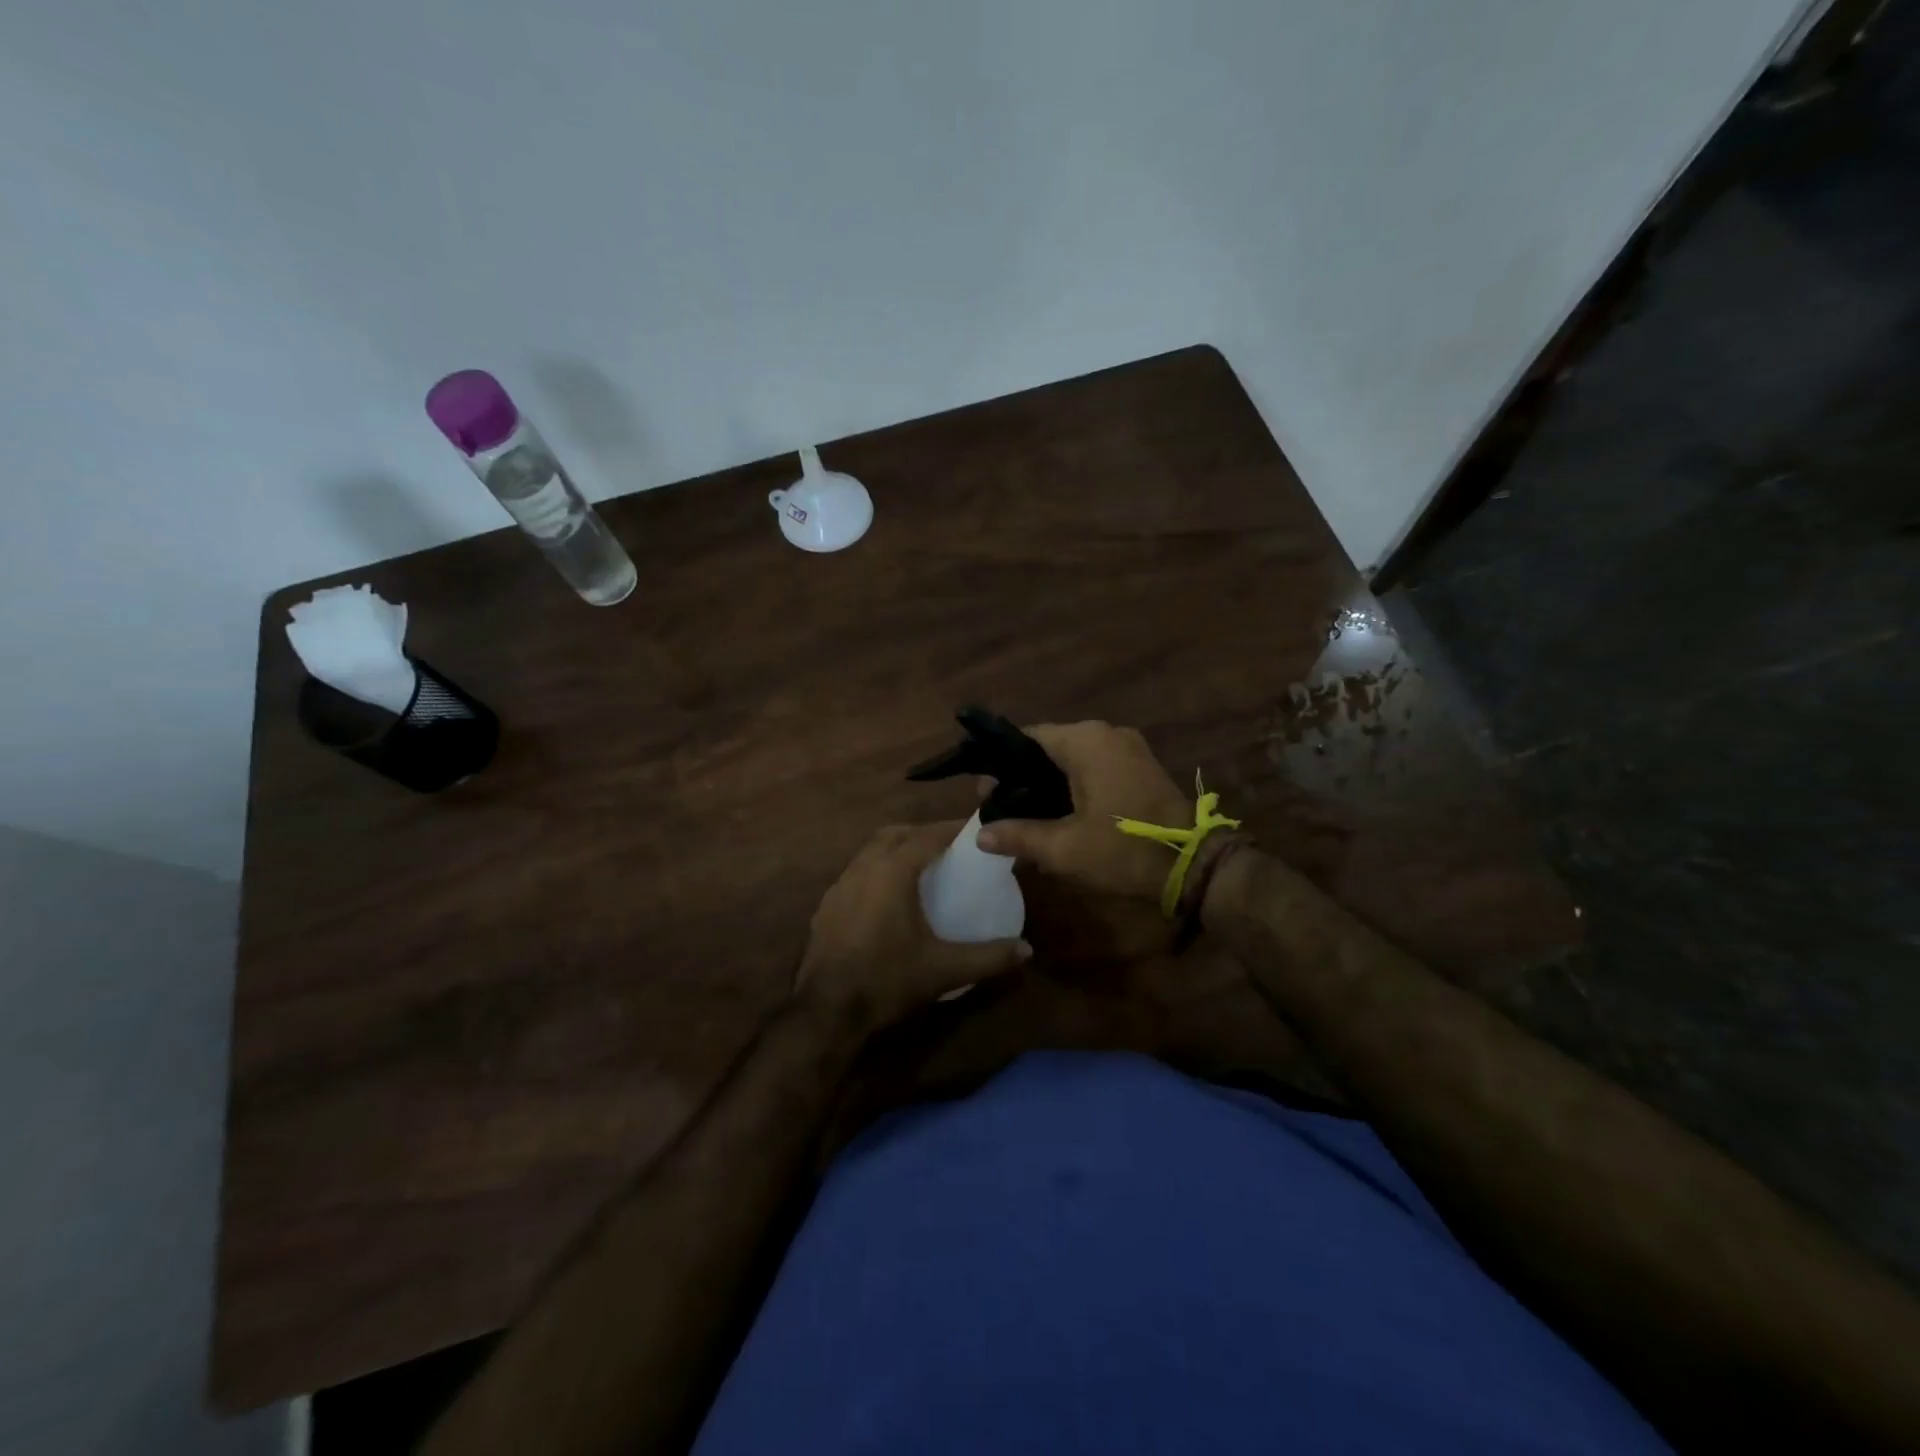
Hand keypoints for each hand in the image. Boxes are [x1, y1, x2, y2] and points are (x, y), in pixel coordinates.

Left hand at [796, 822, 1031, 1033]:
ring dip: (896, 850)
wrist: (827, 1011)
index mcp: (892, 872)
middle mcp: (863, 868)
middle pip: (895, 834)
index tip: (973, 830)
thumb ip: (988, 957)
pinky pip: (856, 873)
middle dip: (922, 833)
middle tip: (947, 847)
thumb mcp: (945, 970)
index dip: (951, 829)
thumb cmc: (888, 980)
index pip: (927, 836)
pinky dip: (877, 871)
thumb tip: (1026, 950)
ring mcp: (839, 886)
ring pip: (871, 851)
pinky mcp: (826, 906)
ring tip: (920, 867)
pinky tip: (888, 897)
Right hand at [976, 722, 1189, 901]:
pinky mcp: (1142, 765)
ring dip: (1051, 783)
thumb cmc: (1123, 849)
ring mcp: (1128, 747)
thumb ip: (1018, 836)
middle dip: (1025, 778)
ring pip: (1074, 758)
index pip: (1027, 738)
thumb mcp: (1064, 848)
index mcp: (1085, 741)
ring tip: (1030, 818)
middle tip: (1005, 811)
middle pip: (1050, 748)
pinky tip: (1063, 815)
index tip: (987, 796)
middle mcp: (1106, 733)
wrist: (1193, 864)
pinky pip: (1096, 766)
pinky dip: (1076, 785)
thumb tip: (980, 835)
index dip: (1002, 766)